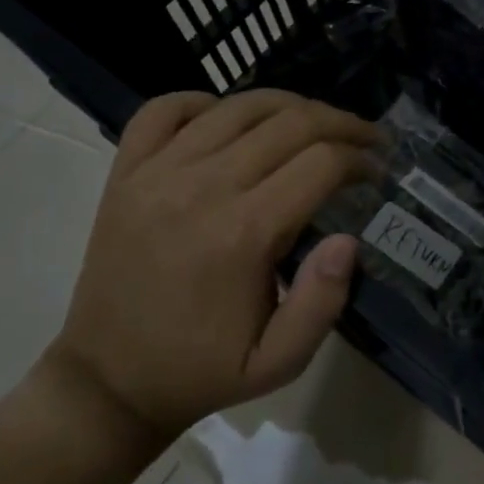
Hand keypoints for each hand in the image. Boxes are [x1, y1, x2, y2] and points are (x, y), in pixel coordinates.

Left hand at [44, 89, 380, 445]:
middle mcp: (202, 187)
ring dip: (289, 105)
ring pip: (238, 105)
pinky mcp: (125, 172)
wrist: (107, 382)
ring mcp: (157, 173)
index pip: (321, 162)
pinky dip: (204, 100)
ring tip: (314, 122)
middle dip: (341, 123)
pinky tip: (228, 119)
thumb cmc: (201, 370)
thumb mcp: (279, 362)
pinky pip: (165, 108)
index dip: (361, 159)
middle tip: (364, 139)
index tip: (377, 171)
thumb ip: (322, 303)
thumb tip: (348, 238)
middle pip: (290, 122)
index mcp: (243, 233)